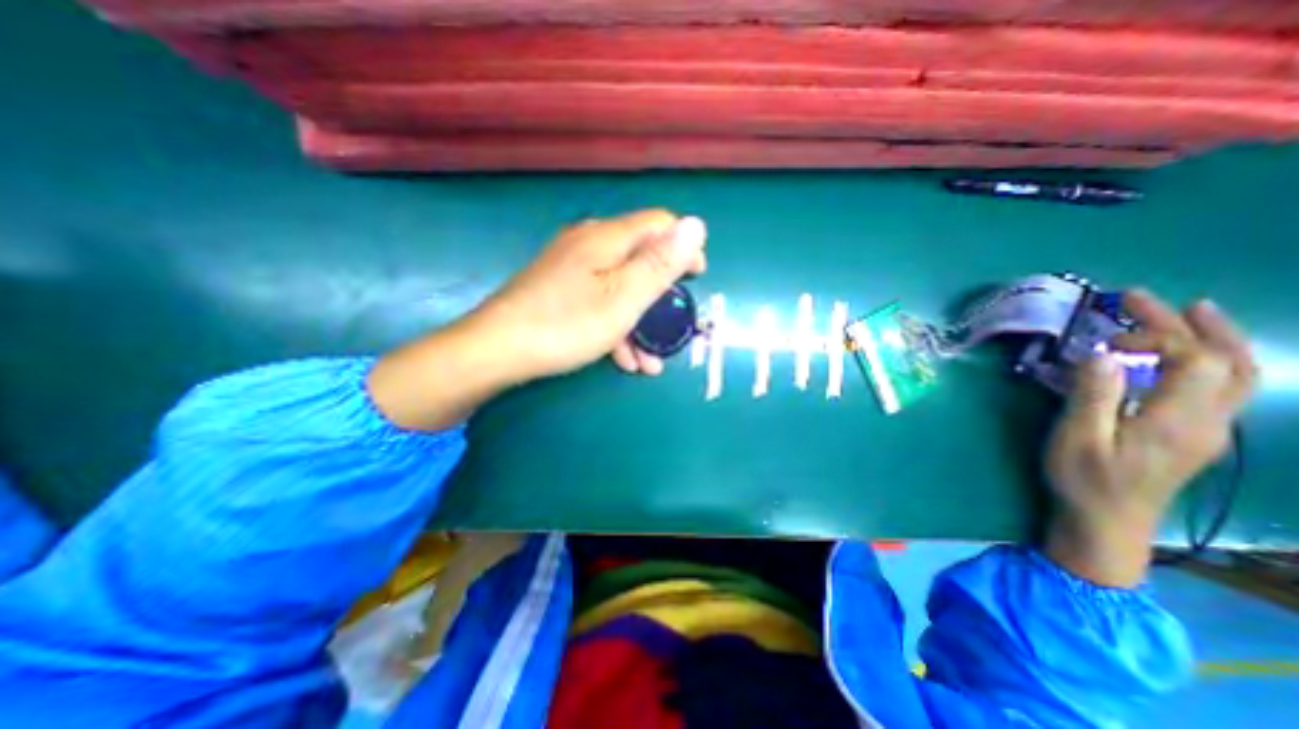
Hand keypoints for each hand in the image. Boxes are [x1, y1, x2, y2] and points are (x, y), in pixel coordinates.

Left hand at [470, 208, 704, 381]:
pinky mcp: (558, 289)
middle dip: (662, 294)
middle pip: (640, 258)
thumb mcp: (624, 298)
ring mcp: (571, 267)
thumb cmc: (567, 324)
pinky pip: (598, 300)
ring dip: (640, 322)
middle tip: (673, 326)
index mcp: (607, 238)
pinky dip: (616, 326)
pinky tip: (623, 358)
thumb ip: (660, 263)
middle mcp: (589, 243)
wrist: (497, 350)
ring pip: (620, 286)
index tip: (697, 278)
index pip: (659, 224)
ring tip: (651, 360)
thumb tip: (696, 225)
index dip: (684, 247)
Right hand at [1042, 289, 1247, 587]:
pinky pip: (1223, 386)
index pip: (1194, 360)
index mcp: (1177, 420)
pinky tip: (1183, 353)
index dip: (1156, 336)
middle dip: (1189, 323)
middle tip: (1142, 298)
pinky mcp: (1197, 433)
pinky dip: (1211, 358)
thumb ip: (1092, 395)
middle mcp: (1208, 420)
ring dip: (1214, 336)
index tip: (1106, 337)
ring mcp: (1209, 428)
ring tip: (1187, 311)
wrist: (1108, 521)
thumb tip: (1102, 353)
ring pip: (1238, 373)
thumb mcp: (1077, 437)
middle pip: (1225, 360)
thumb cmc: (1084, 478)